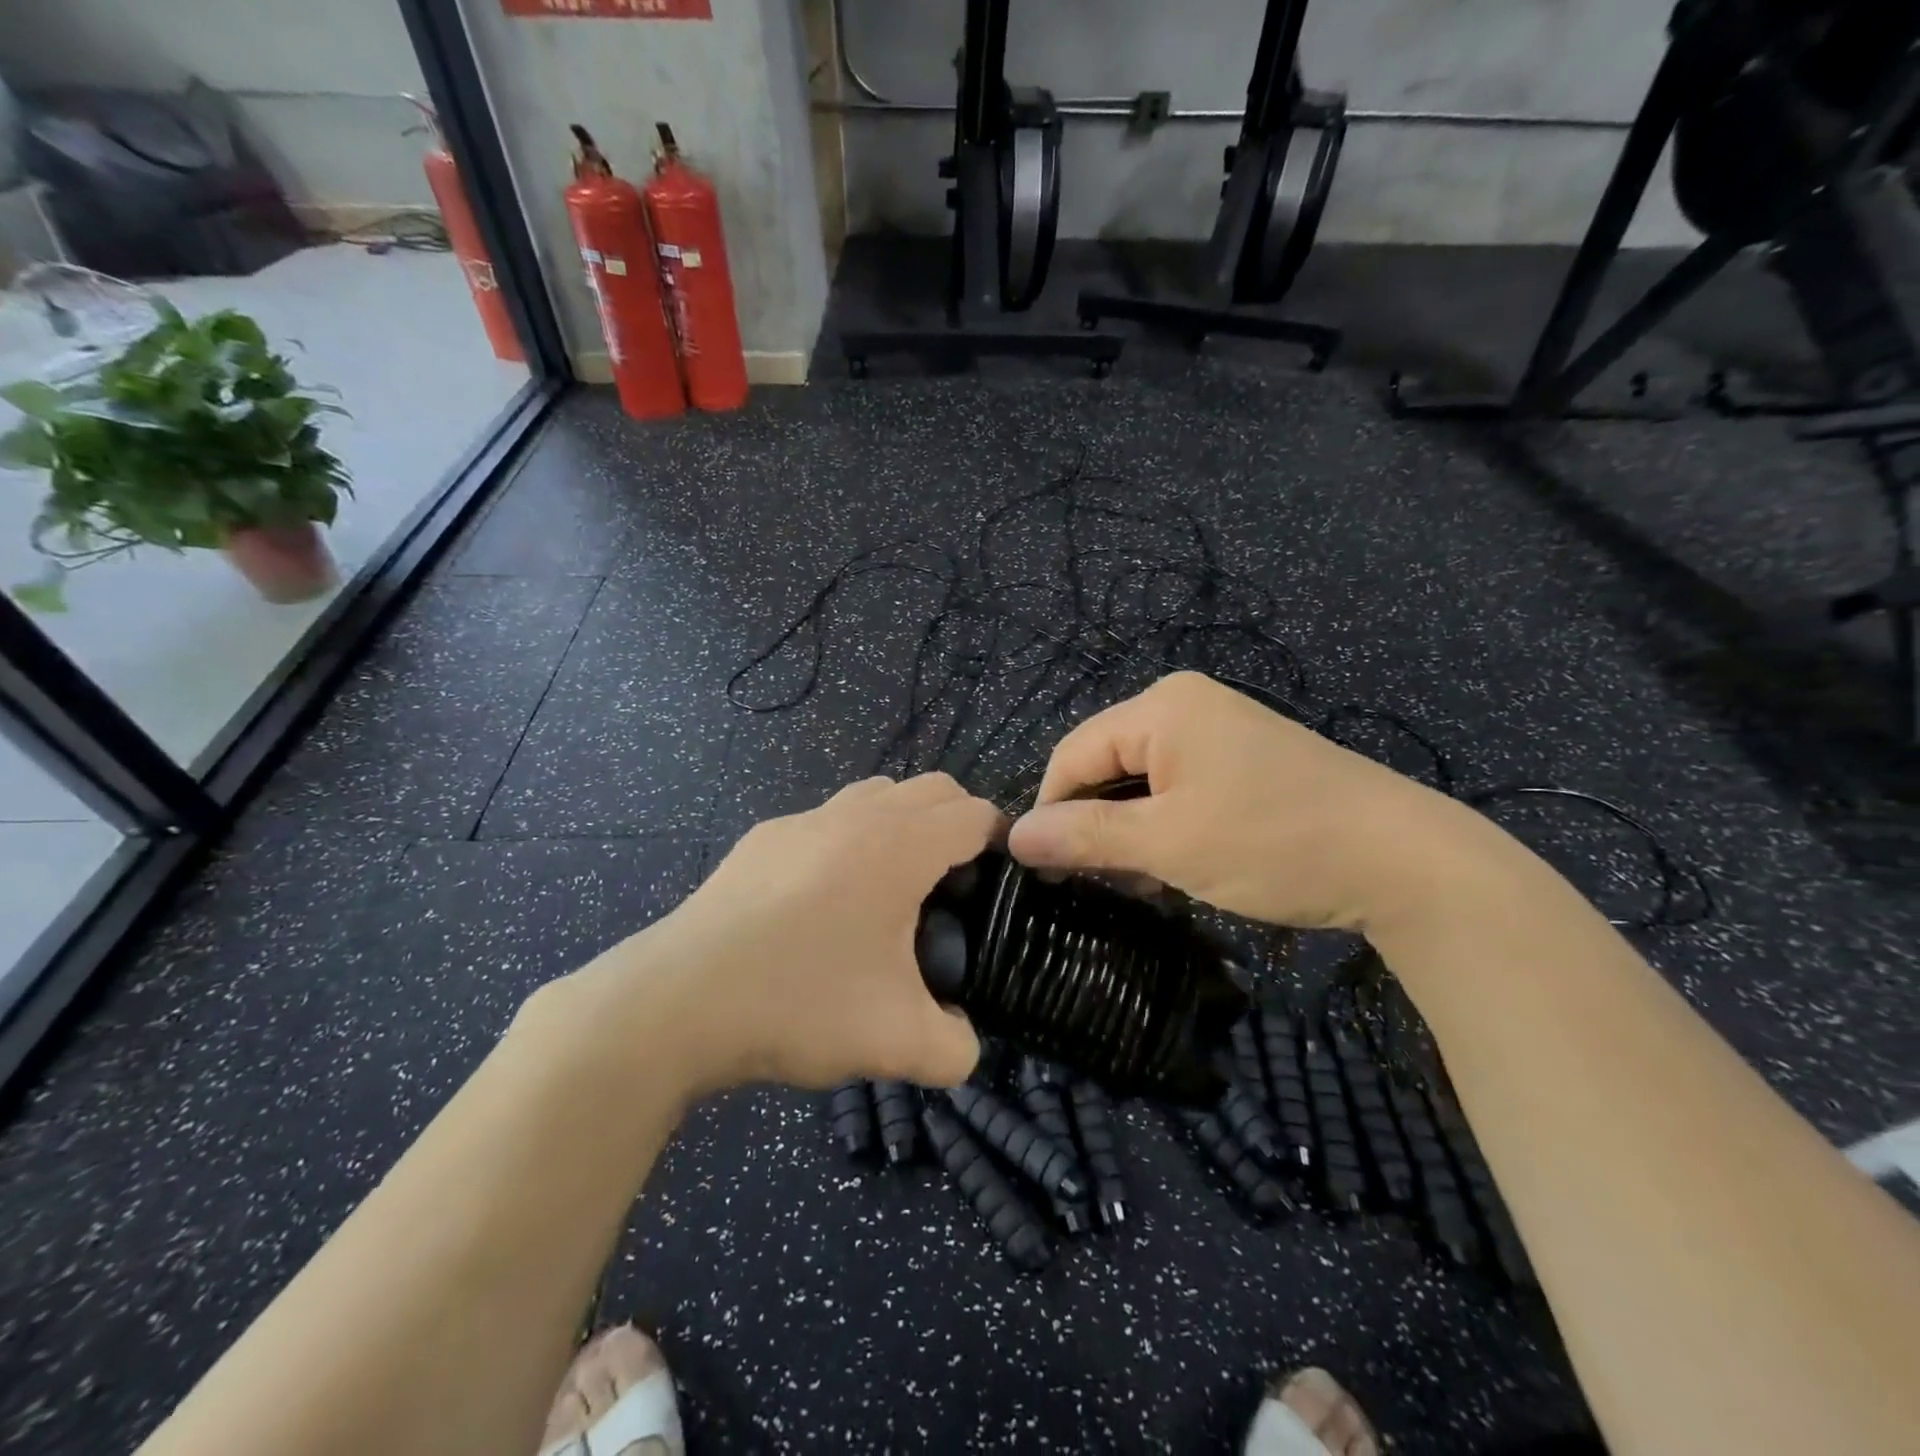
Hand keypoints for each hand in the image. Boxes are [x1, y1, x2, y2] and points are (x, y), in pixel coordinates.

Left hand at [568, 774, 997, 1098]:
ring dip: (902, 826)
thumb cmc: (799, 1004)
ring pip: (877, 795)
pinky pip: (827, 821)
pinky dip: (848, 843)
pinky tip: (823, 905)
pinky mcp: (763, 838)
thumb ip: (956, 1047)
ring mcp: (802, 820)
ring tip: (892, 891)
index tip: (998, 890)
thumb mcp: (897, 1043)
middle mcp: (855, 815)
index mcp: (899, 845)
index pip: (975, 813)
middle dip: (958, 827)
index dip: (1001, 845)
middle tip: (953, 891)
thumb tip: (961, 1039)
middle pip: (933, 789)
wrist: (677, 1001)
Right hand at [1007, 672, 1498, 934]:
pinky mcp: (1244, 759)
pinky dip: (1165, 825)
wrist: (1403, 859)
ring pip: (1142, 781)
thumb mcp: (1167, 843)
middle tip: (1098, 883)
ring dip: (1130, 831)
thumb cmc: (1272, 843)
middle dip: (1095, 824)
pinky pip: (1179, 787)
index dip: (1051, 809)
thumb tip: (1014, 836)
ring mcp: (1220, 730)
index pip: (1073, 753)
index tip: (1044, 870)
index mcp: (1161, 707)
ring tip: (1141, 882)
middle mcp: (1185, 705)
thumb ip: (1084, 835)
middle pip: (1107, 764)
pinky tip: (1174, 866)